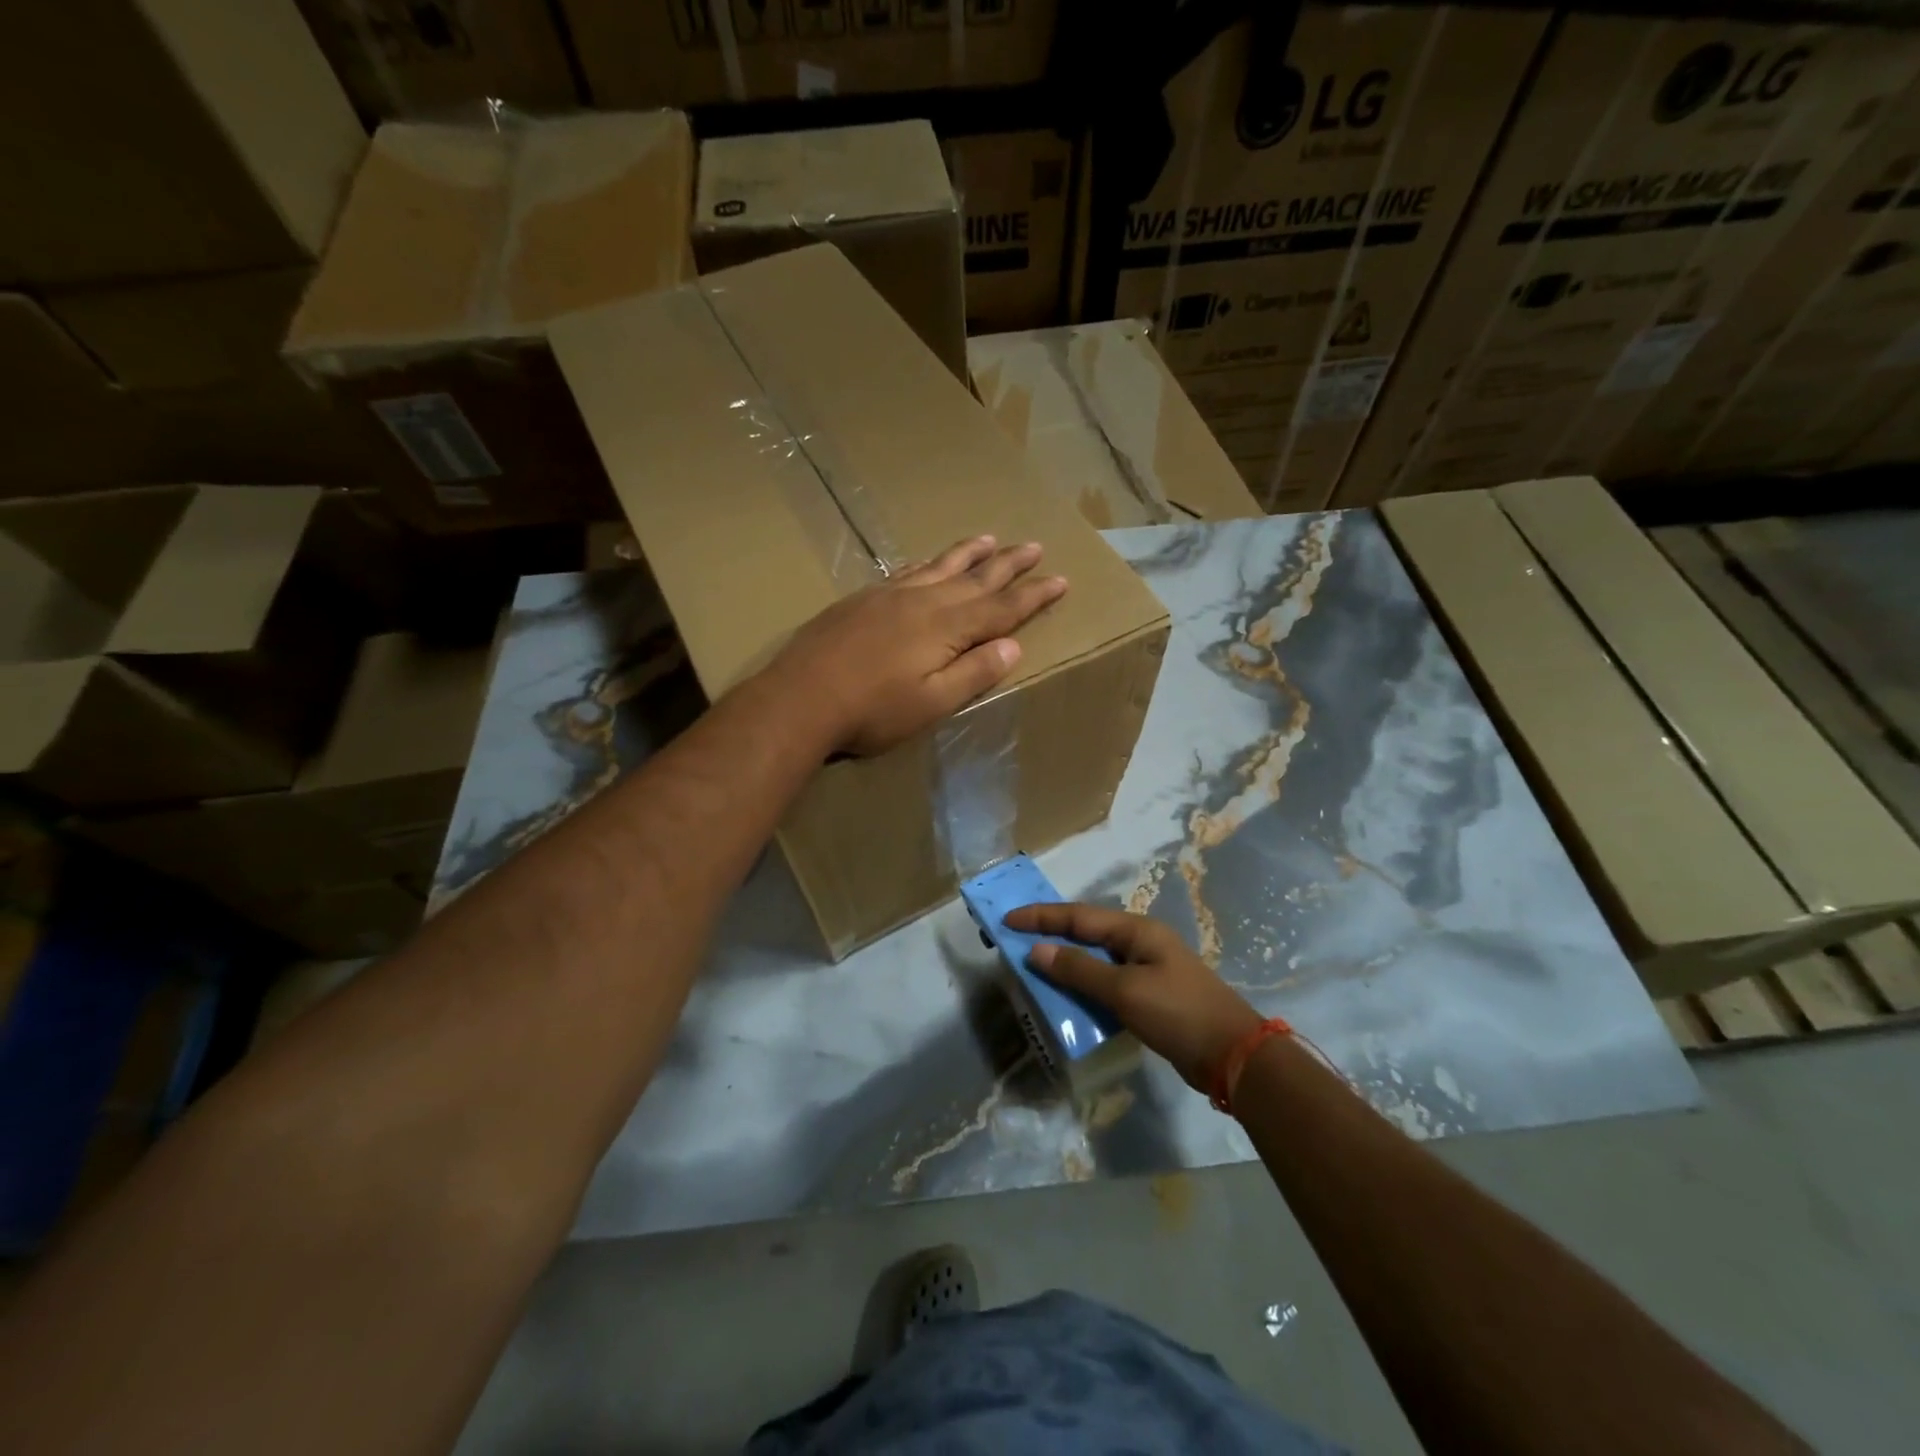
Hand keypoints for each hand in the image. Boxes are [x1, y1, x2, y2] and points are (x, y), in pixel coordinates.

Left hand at [766, 535, 1066, 756]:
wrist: (801, 697)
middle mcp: (924, 601)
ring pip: (940, 566)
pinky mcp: (863, 599)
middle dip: (1008, 564)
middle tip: (1034, 545)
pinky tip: (928, 562)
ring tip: (989, 537)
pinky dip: (927, 563)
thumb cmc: (872, 711)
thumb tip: (1013, 645)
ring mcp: (890, 595)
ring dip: (969, 553)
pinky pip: (907, 570)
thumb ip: (974, 672)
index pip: (1002, 608)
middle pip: (976, 577)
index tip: (1060, 579)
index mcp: (947, 627)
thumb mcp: (932, 703)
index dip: (1033, 595)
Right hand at [1004, 903, 1262, 1092]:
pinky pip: (1105, 983)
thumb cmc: (1178, 1013)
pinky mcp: (1149, 996)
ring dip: (1064, 963)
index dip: (1041, 917)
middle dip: (1049, 935)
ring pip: (1094, 959)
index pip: (1078, 916)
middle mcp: (1139, 943)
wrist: (1233, 1056)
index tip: (1006, 920)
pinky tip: (1065, 998)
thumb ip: (1079, 969)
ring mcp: (1146, 969)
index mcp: (1136, 930)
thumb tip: (1037, 950)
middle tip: (1014, 941)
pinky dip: (1082, 986)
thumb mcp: (1125, 990)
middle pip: (1085, 933)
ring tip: (1031, 969)